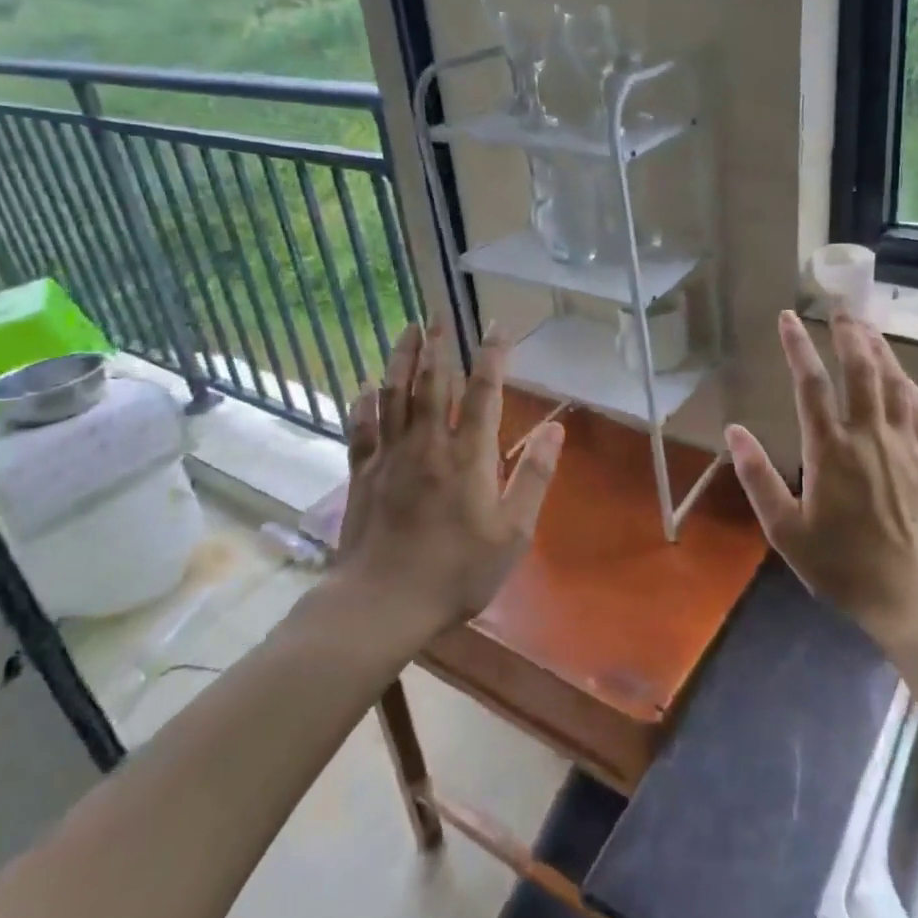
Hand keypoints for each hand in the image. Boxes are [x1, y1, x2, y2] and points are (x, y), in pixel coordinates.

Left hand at [332, 319, 563, 633]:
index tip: (495, 326)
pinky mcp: (362, 475)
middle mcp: (427, 444)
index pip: (483, 392)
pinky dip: (363, 405)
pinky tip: (364, 389)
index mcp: (468, 456)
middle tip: (438, 313)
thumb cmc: (457, 571)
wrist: (383, 603)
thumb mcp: (513, 532)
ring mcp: (390, 457)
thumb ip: (535, 476)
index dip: (491, 357)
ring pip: (394, 395)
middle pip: (432, 383)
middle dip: (438, 345)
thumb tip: (555, 428)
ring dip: (401, 359)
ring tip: (407, 330)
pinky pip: (361, 430)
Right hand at [725, 311, 917, 641]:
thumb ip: (757, 478)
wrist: (916, 596)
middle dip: (848, 331)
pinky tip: (901, 374)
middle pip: (860, 368)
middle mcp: (869, 434)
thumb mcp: (786, 531)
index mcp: (830, 449)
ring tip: (867, 325)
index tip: (789, 317)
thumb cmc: (843, 566)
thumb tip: (733, 431)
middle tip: (839, 306)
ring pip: (893, 380)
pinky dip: (907, 380)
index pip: (810, 383)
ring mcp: (905, 443)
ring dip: (879, 347)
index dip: (798, 345)